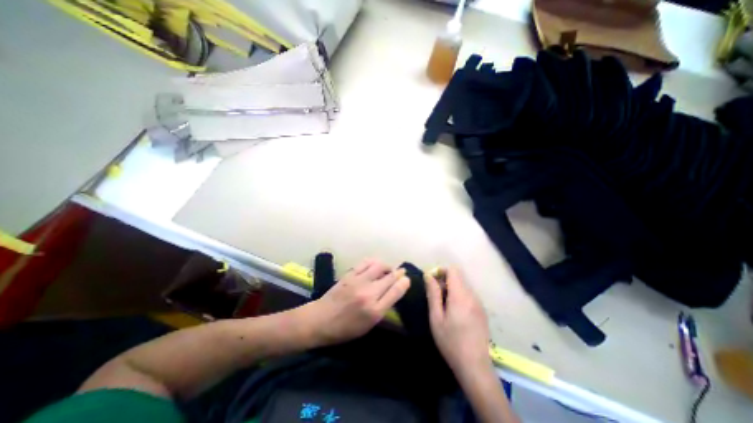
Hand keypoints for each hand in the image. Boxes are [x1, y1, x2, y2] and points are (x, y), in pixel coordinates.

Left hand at [300, 261, 409, 347]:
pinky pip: (366, 262)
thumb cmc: (345, 329)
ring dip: (387, 266)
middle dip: (398, 273)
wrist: (320, 320)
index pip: (395, 292)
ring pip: (379, 266)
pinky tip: (375, 265)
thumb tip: (393, 292)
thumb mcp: (367, 326)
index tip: (407, 279)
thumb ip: (382, 309)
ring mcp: (358, 281)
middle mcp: (368, 294)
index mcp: (374, 311)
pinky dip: (374, 262)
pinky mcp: (350, 274)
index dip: (404, 283)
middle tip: (401, 272)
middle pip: (390, 277)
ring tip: (388, 269)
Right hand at [423, 270, 494, 380]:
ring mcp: (479, 303)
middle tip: (435, 296)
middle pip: (458, 276)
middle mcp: (472, 295)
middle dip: (445, 280)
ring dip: (452, 289)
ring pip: (463, 285)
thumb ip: (433, 294)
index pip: (453, 270)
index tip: (432, 282)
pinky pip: (469, 294)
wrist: (475, 366)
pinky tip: (455, 313)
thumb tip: (428, 276)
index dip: (441, 271)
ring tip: (444, 306)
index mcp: (460, 295)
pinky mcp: (482, 311)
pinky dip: (459, 296)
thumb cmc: (451, 342)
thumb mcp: (436, 318)